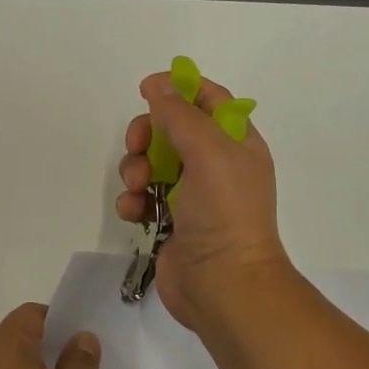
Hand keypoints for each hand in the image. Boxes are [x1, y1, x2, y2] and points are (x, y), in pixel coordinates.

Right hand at [117, 68, 292, 330]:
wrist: (223, 283)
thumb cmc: (224, 210)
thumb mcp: (208, 150)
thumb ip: (180, 114)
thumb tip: (158, 86)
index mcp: (236, 143)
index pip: (209, 100)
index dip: (179, 88)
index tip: (146, 88)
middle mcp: (216, 165)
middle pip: (171, 130)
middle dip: (147, 134)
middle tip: (137, 147)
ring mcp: (192, 196)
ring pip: (151, 163)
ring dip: (135, 169)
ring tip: (138, 189)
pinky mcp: (170, 222)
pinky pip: (142, 198)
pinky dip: (133, 200)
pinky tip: (133, 212)